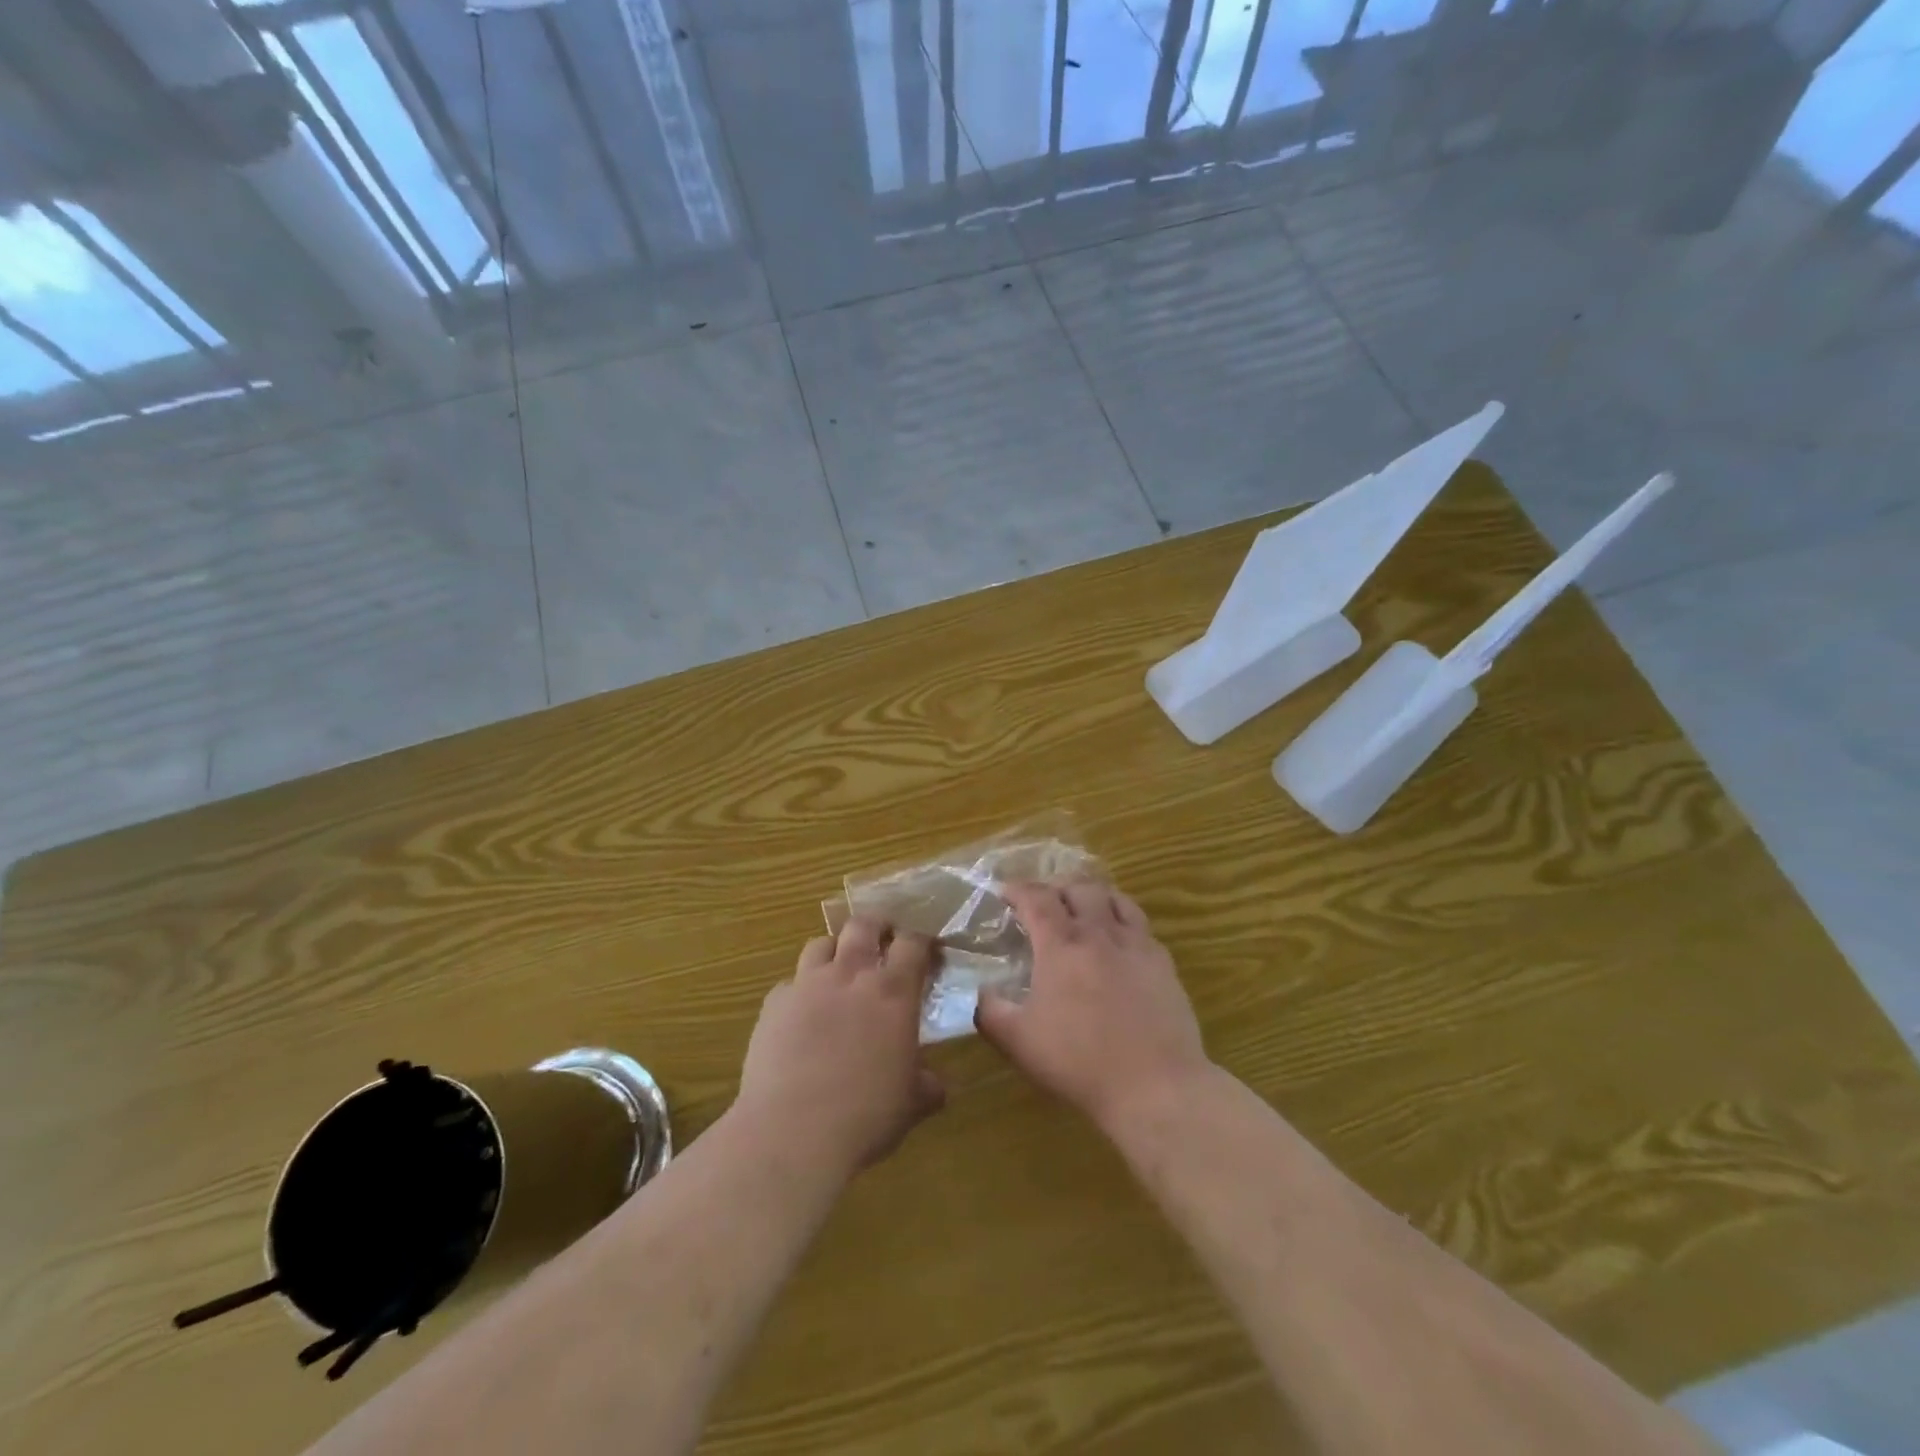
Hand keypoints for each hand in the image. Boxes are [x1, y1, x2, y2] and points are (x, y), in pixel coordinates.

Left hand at [736, 917, 945, 1178]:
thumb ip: (926, 1085)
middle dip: (876, 925)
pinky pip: (790, 983)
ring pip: (821, 943)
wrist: (792, 1133)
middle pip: (863, 925)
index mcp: (893, 992)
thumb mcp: (911, 1104)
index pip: (913, 943)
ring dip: (835, 950)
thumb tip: (935, 1085)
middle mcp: (851, 975)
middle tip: (883, 940)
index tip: (927, 950)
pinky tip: (802, 1015)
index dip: (921, 940)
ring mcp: (808, 985)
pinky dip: (800, 990)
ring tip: (840, 969)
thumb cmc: (865, 1117)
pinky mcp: (774, 1004)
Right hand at [975, 880, 1211, 1136]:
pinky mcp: (1163, 962)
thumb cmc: (1080, 1062)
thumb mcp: (1018, 1041)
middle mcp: (1099, 933)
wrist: (1155, 1086)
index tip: (1005, 893)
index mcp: (1061, 945)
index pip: (1036, 898)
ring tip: (1082, 908)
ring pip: (1114, 898)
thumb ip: (990, 1011)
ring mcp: (1136, 944)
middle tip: (1043, 903)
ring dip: (1092, 895)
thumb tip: (980, 992)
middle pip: (1078, 888)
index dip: (1018, 889)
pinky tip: (1118, 940)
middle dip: (1055, 888)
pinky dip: (1122, 919)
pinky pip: (1141, 924)